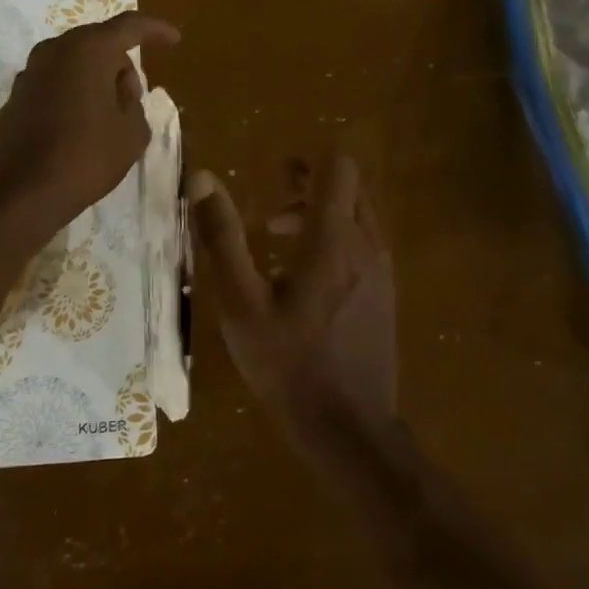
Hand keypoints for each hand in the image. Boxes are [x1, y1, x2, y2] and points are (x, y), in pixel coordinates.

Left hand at [0, 11, 179, 233]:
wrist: (26, 190)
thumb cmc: (88, 156)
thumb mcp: (133, 131)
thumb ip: (133, 100)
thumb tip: (119, 90)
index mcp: (89, 49)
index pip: (130, 26)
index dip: (156, 30)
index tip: (175, 40)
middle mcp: (55, 49)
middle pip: (98, 43)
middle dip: (121, 63)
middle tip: (134, 96)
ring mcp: (30, 71)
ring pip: (74, 62)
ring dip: (95, 78)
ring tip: (108, 113)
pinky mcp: (16, 95)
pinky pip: (55, 82)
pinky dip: (72, 92)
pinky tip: (80, 124)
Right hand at [189, 152, 396, 431]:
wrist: (349, 428)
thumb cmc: (288, 364)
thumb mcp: (241, 303)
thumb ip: (221, 237)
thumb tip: (202, 179)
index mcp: (333, 240)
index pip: (338, 168)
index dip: (307, 161)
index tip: (276, 173)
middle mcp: (367, 246)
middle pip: (351, 189)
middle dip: (312, 187)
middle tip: (271, 211)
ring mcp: (383, 273)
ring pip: (360, 218)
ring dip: (323, 216)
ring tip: (279, 242)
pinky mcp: (386, 296)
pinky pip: (365, 246)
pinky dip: (338, 241)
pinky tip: (305, 280)